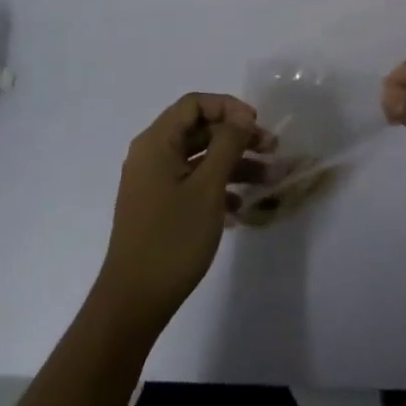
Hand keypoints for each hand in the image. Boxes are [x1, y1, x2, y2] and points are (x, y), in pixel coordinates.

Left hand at [93, 94, 273, 331]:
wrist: (134, 301)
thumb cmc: (172, 239)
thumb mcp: (207, 188)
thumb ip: (227, 145)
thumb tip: (241, 115)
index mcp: (156, 142)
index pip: (194, 104)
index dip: (228, 107)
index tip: (257, 124)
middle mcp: (151, 155)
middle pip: (199, 130)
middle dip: (237, 137)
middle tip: (272, 150)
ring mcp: (153, 182)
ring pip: (199, 158)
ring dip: (233, 164)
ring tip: (268, 180)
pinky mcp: (158, 206)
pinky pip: (192, 183)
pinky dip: (217, 187)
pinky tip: (240, 209)